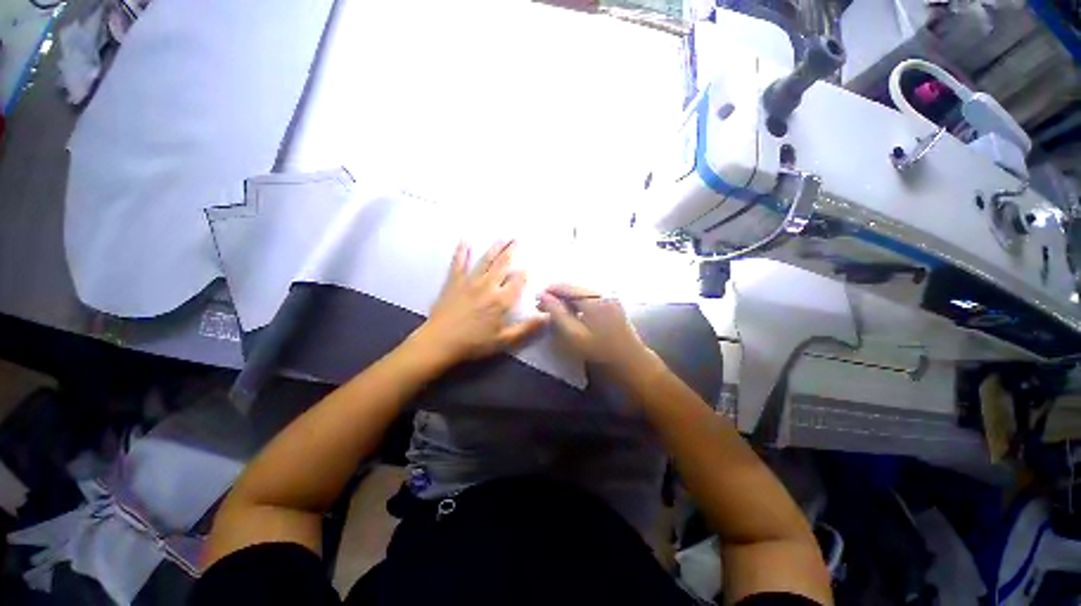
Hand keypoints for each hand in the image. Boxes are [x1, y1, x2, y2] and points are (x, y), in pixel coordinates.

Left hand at [412, 241, 548, 366]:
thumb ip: (527, 328)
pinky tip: (464, 241)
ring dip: (495, 248)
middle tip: (518, 239)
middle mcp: (488, 285)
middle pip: (502, 264)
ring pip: (485, 260)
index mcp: (502, 300)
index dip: (525, 273)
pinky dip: (462, 252)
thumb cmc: (474, 343)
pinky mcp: (454, 282)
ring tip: (503, 237)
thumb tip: (548, 317)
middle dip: (511, 251)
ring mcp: (469, 281)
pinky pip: (458, 263)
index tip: (530, 267)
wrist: (439, 342)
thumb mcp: (504, 340)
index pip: (518, 281)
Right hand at [537, 284, 657, 374]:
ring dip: (566, 298)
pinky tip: (570, 311)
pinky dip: (577, 301)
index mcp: (594, 298)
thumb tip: (543, 296)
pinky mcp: (613, 303)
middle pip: (574, 287)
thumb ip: (557, 313)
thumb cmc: (600, 352)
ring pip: (582, 292)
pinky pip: (590, 297)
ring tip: (554, 309)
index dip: (550, 291)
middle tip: (542, 306)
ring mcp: (610, 297)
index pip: (567, 287)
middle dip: (557, 295)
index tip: (535, 299)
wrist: (631, 362)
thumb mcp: (574, 335)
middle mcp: (603, 292)